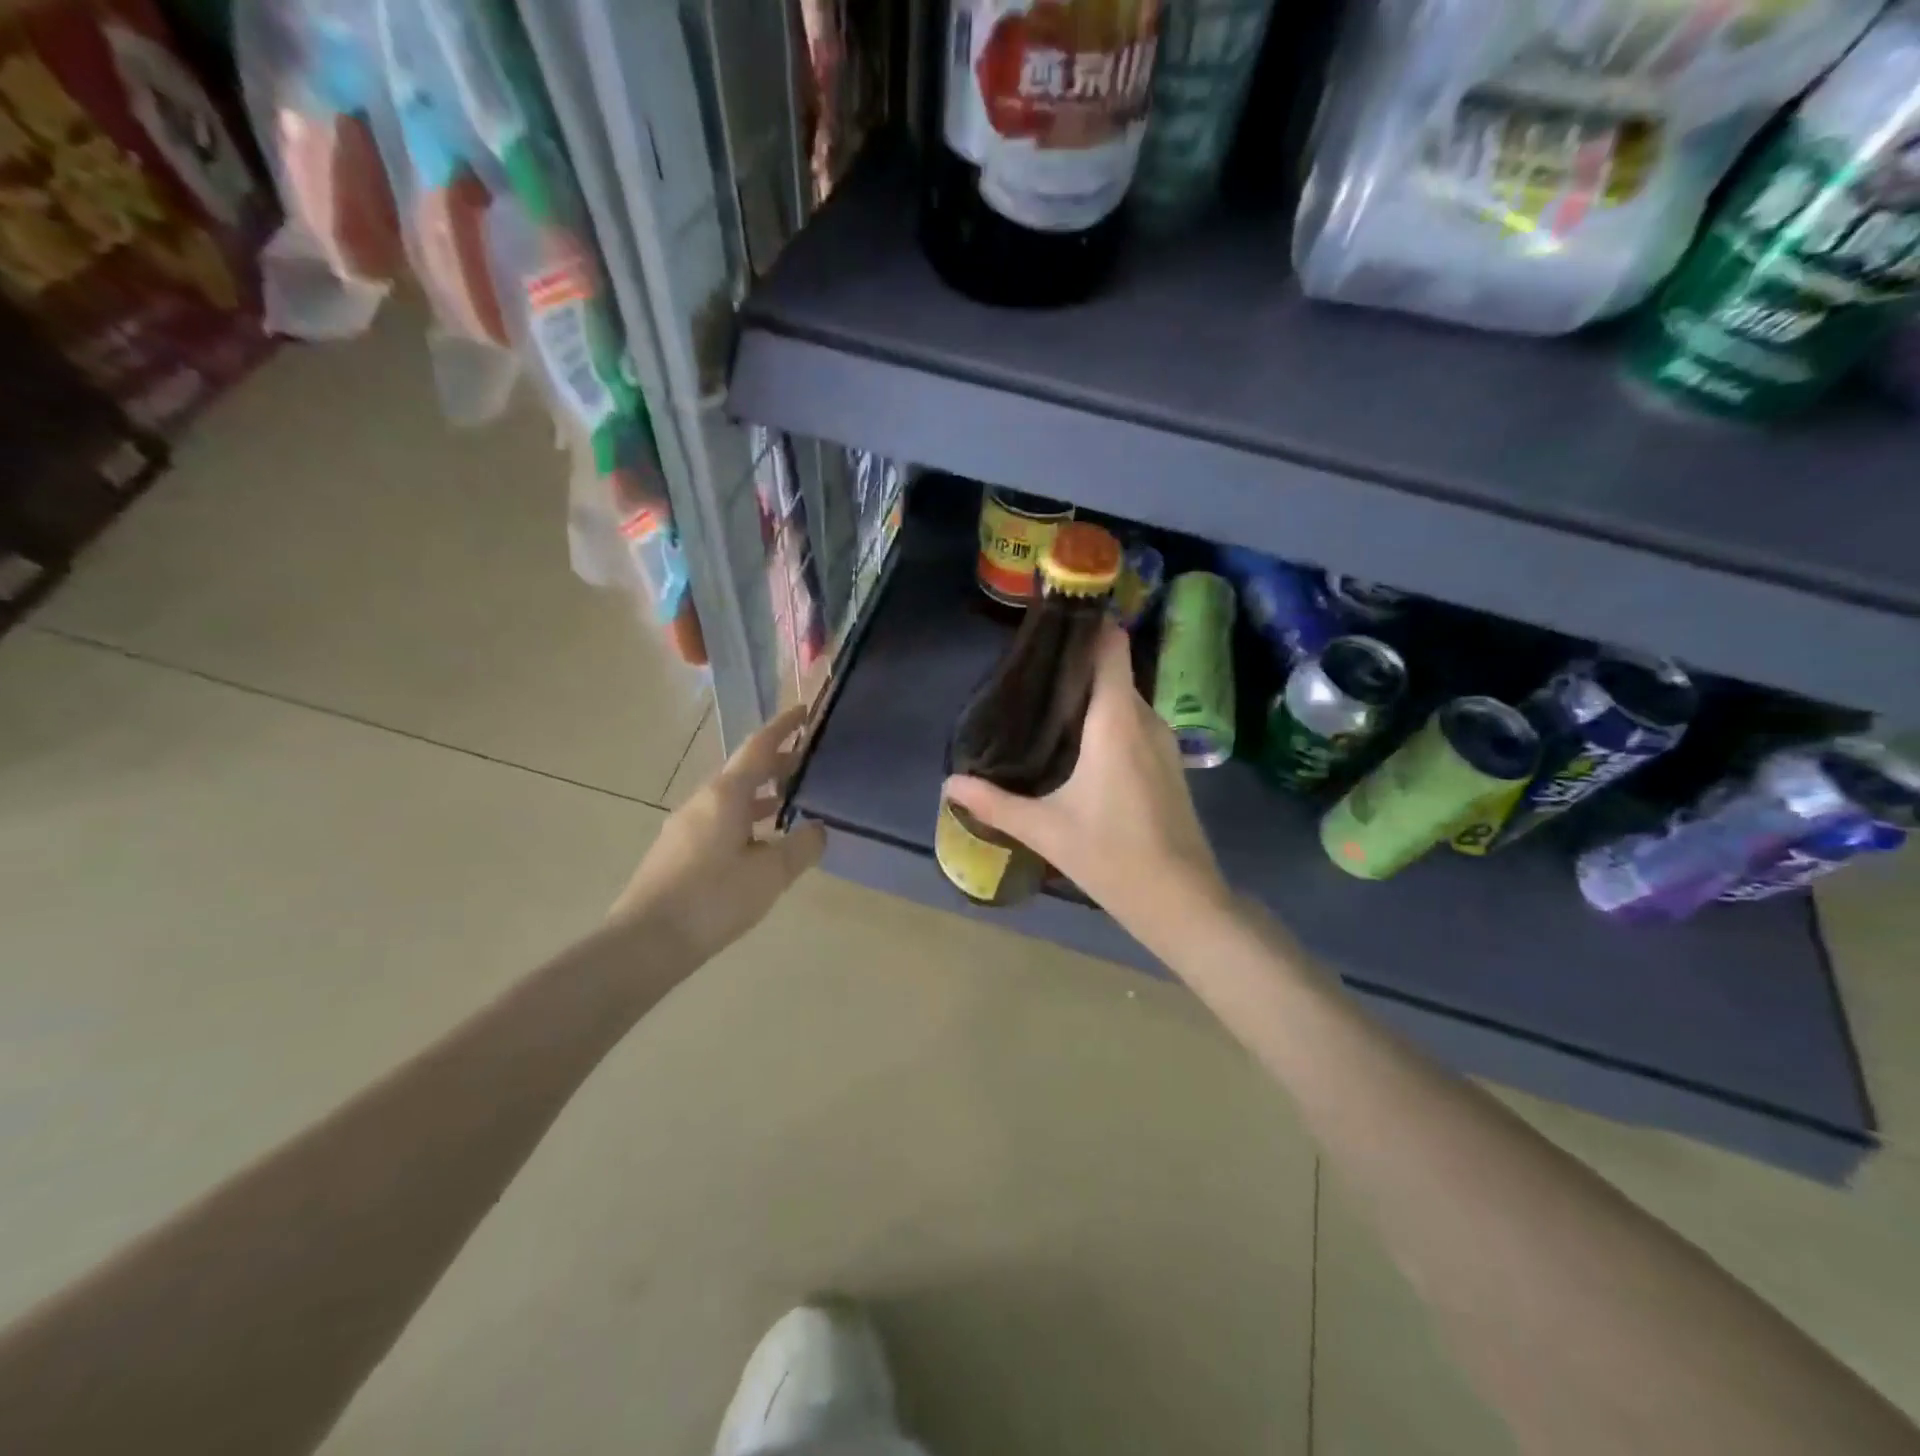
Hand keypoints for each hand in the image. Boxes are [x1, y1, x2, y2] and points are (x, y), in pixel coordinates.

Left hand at [610, 705, 826, 965]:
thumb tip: (819, 828)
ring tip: (790, 800)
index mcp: (726, 795)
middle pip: (744, 770)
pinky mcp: (678, 850)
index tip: (805, 711)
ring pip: (731, 797)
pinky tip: (759, 842)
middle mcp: (703, 801)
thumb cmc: (713, 899)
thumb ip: (801, 846)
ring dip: (761, 793)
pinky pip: (720, 819)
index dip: (783, 727)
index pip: (759, 747)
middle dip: (777, 762)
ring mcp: (686, 825)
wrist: (646, 941)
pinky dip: (746, 817)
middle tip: (808, 761)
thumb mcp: (771, 874)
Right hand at [943, 622, 1228, 947]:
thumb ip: (995, 803)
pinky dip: (1108, 720)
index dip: (1085, 626)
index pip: (1110, 647)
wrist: (1182, 900)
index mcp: (1116, 721)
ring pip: (1124, 700)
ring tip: (1046, 705)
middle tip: (1029, 674)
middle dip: (1076, 666)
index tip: (1051, 622)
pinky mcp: (1170, 764)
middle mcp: (1145, 720)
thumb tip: (949, 785)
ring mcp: (1164, 742)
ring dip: (1092, 695)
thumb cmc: (1113, 856)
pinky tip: (1078, 744)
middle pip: (1113, 671)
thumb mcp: (1045, 829)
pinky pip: (1135, 723)